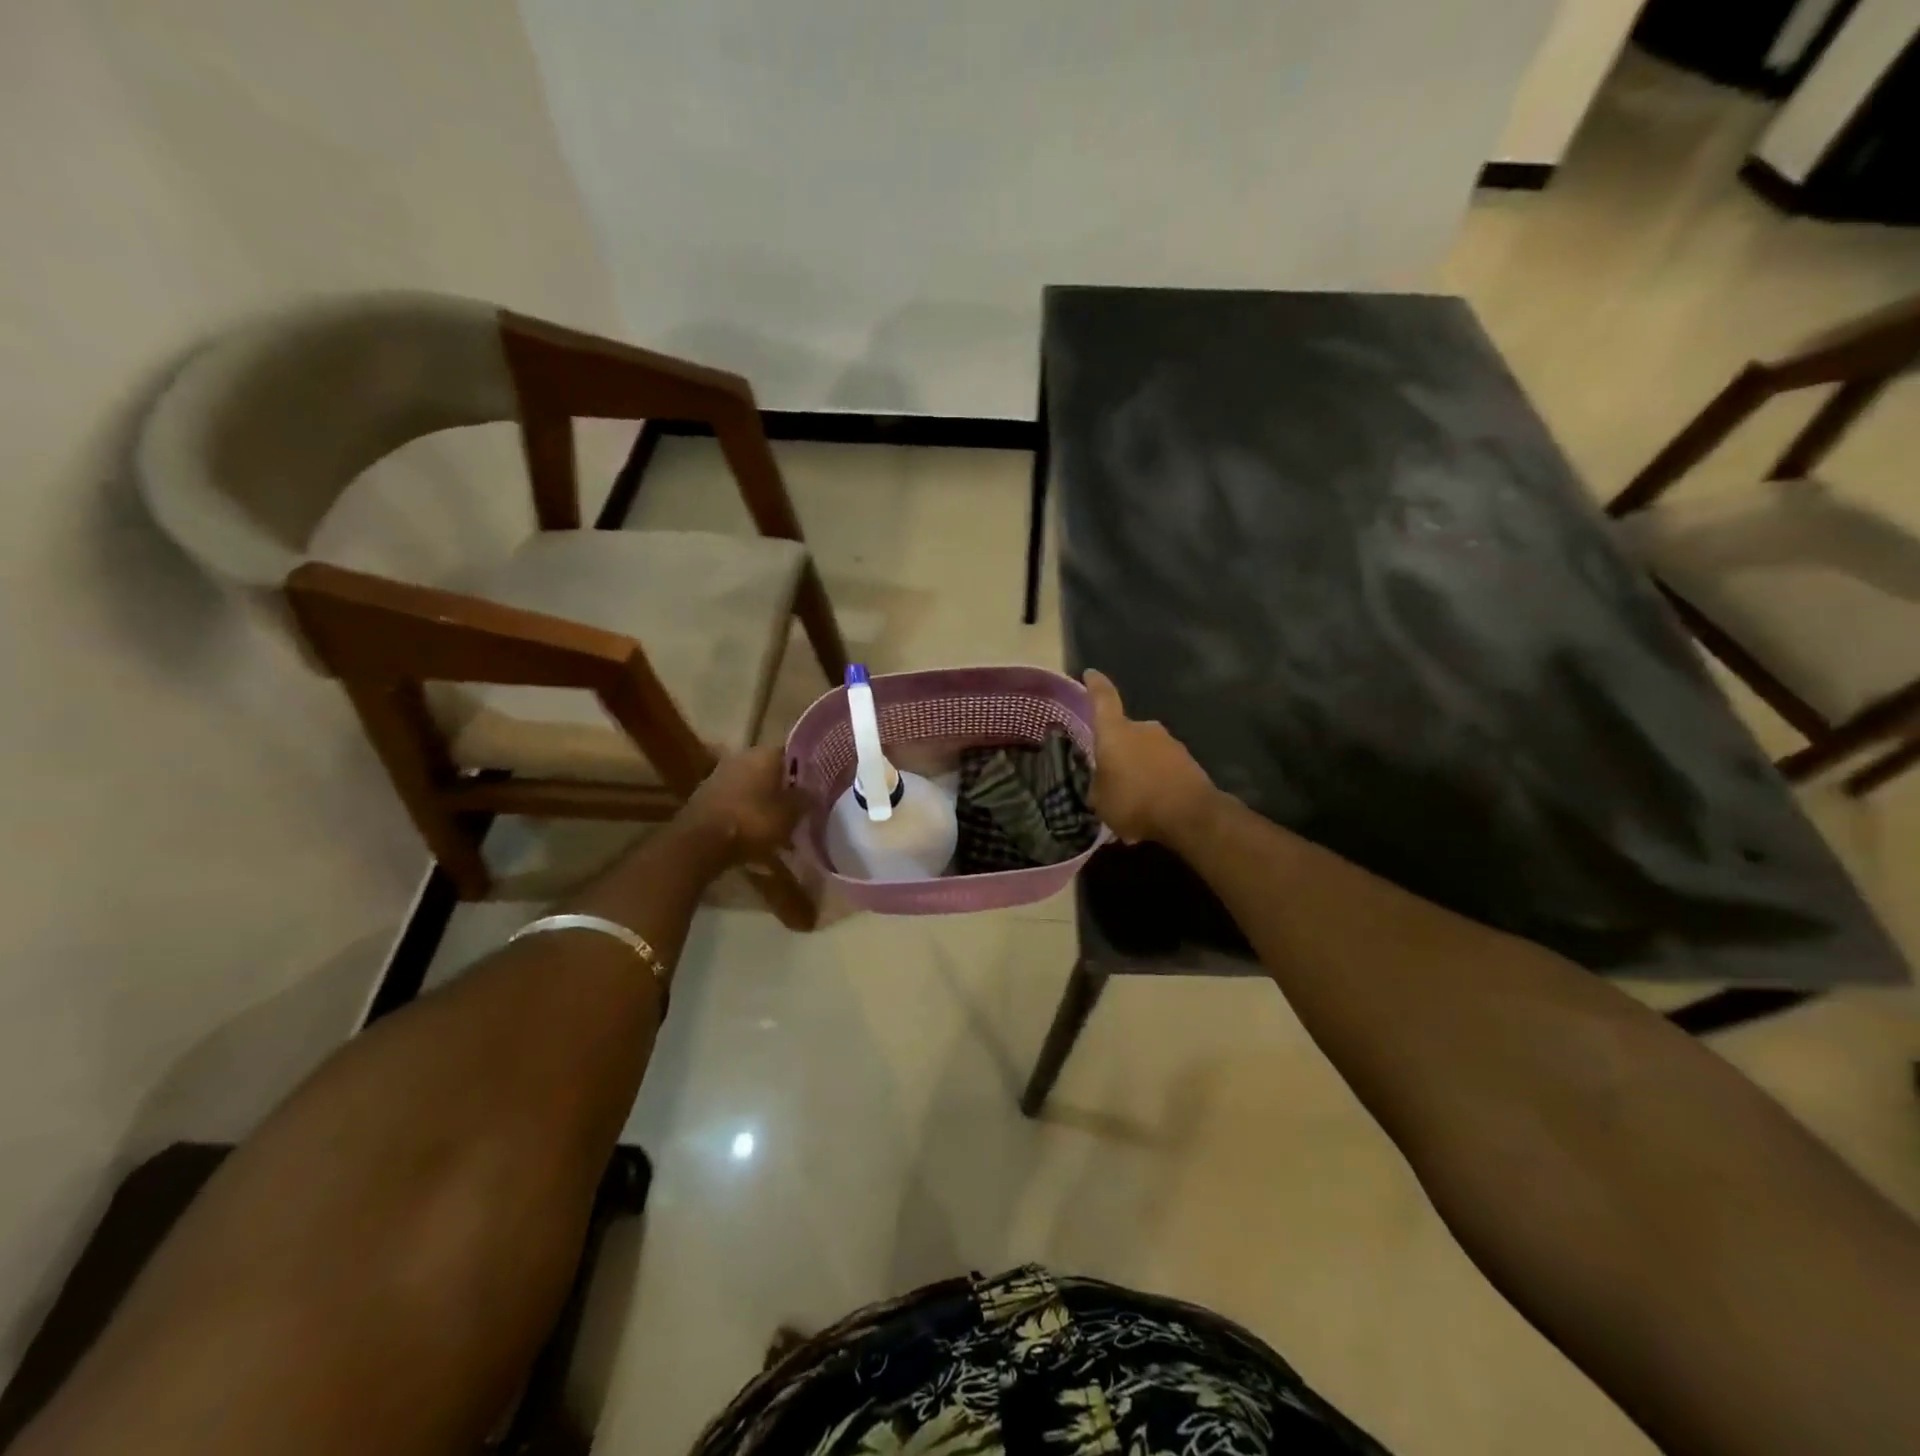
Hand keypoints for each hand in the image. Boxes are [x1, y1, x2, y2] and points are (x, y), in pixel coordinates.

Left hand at [680, 746, 809, 862]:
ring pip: (753, 786)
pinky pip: (737, 801)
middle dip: (784, 790)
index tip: (816, 790)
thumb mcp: (790, 814)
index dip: (806, 773)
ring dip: (765, 803)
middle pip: (772, 771)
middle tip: (799, 810)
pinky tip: (756, 834)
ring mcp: (721, 774)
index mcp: (766, 753)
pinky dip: (747, 813)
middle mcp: (743, 756)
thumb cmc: (752, 822)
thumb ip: (805, 799)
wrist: (700, 842)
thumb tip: (813, 791)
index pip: (794, 755)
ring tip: (779, 826)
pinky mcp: (707, 795)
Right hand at [1084, 669, 1218, 844]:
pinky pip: (1164, 766)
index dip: (1095, 686)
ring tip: (1134, 793)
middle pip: (1125, 731)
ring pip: (1146, 749)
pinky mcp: (1189, 761)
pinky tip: (1154, 800)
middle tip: (1111, 771)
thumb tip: (1102, 779)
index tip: (1090, 674)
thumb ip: (1098, 783)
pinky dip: (1157, 777)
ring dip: (1139, 764)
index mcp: (1116, 732)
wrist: (1191, 816)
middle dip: (1118, 747)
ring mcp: (1170, 743)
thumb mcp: (1100, 800)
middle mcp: (1144, 729)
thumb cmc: (1134, 802)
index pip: (1103, 699)